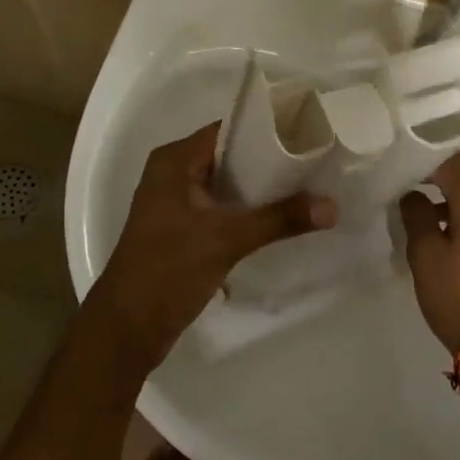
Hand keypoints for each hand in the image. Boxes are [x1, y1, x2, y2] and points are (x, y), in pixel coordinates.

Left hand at [85, 122, 334, 369]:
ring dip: (263, 189)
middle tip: (317, 162)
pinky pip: (224, 208)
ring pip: (229, 185)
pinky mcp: (185, 230)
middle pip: (232, 157)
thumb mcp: (226, 240)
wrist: (127, 329)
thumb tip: (332, 206)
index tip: (309, 133)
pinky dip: (250, 211)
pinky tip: (283, 218)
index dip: (268, 130)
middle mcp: (174, 174)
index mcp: (174, 162)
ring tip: (309, 187)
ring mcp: (178, 204)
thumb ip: (280, 219)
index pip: (229, 130)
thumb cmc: (167, 271)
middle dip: (271, 161)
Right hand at [398, 151, 459, 355]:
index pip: (448, 158)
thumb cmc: (458, 295)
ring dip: (442, 189)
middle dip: (430, 170)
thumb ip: (416, 214)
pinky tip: (432, 221)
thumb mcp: (426, 253)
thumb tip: (411, 193)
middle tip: (395, 175)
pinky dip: (456, 206)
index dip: (419, 155)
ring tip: (407, 197)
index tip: (392, 160)